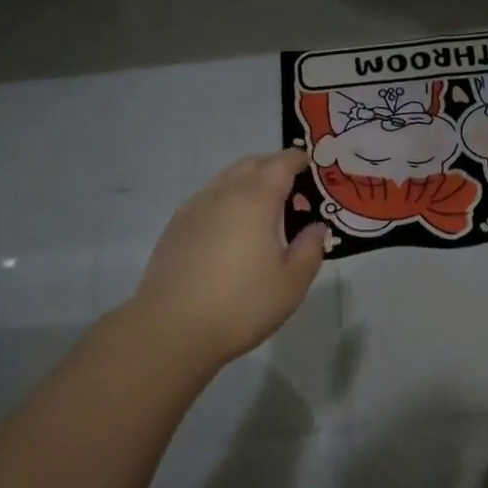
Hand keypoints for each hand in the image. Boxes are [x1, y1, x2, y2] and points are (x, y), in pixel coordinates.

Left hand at [129, 149, 327, 370]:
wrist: (171, 328)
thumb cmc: (241, 304)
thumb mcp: (291, 283)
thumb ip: (310, 249)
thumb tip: (316, 227)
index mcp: (257, 199)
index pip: (281, 163)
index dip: (297, 159)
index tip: (309, 163)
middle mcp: (225, 192)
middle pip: (252, 164)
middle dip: (272, 165)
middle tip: (290, 184)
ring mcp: (196, 207)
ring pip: (226, 178)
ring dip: (247, 180)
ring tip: (260, 204)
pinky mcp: (176, 225)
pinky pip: (207, 197)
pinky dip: (225, 198)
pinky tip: (228, 225)